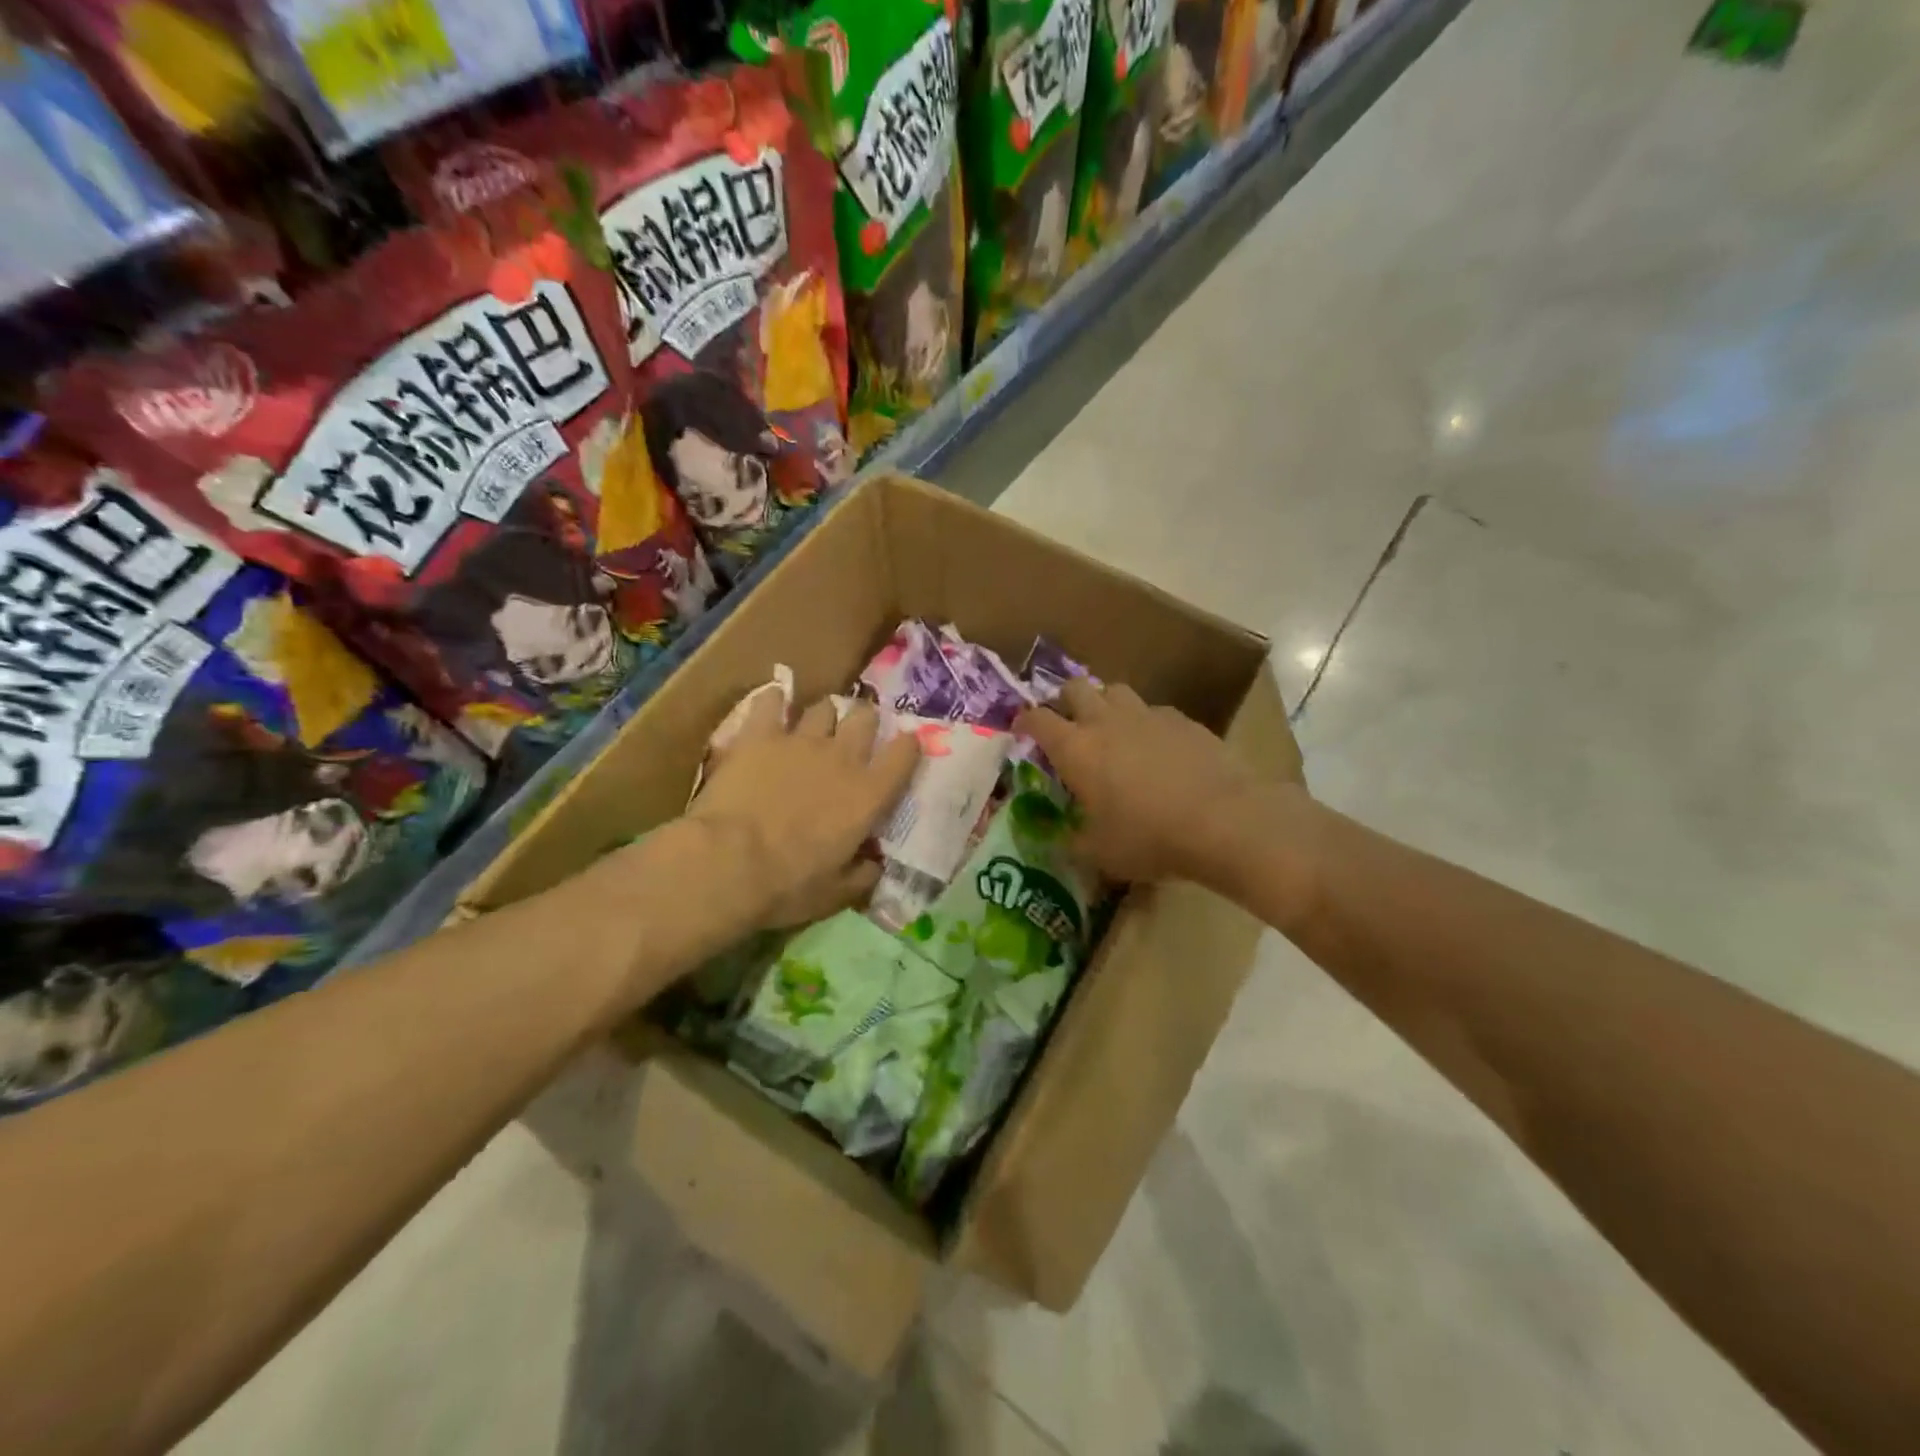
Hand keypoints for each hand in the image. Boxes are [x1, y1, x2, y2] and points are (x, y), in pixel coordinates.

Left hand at [683, 692, 920, 931]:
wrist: (728, 863)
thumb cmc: (788, 885)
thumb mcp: (836, 894)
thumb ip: (862, 875)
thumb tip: (874, 865)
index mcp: (868, 795)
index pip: (903, 755)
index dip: (907, 747)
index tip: (905, 748)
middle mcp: (842, 758)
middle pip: (864, 718)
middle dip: (864, 722)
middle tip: (855, 736)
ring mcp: (800, 740)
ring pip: (823, 707)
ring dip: (824, 716)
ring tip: (815, 726)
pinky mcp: (759, 734)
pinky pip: (772, 702)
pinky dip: (775, 702)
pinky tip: (773, 705)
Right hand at [1015, 678, 1301, 886]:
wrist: (1223, 820)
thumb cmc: (1149, 837)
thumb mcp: (1100, 853)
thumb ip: (1074, 842)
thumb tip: (1062, 840)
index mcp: (1076, 749)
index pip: (1037, 720)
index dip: (1024, 722)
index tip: (1022, 730)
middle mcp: (1106, 721)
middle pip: (1074, 688)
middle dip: (1065, 701)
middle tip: (1068, 724)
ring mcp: (1147, 715)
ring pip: (1116, 691)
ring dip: (1106, 705)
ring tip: (1111, 730)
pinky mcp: (1183, 720)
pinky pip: (1154, 711)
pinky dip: (1145, 723)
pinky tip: (1157, 748)